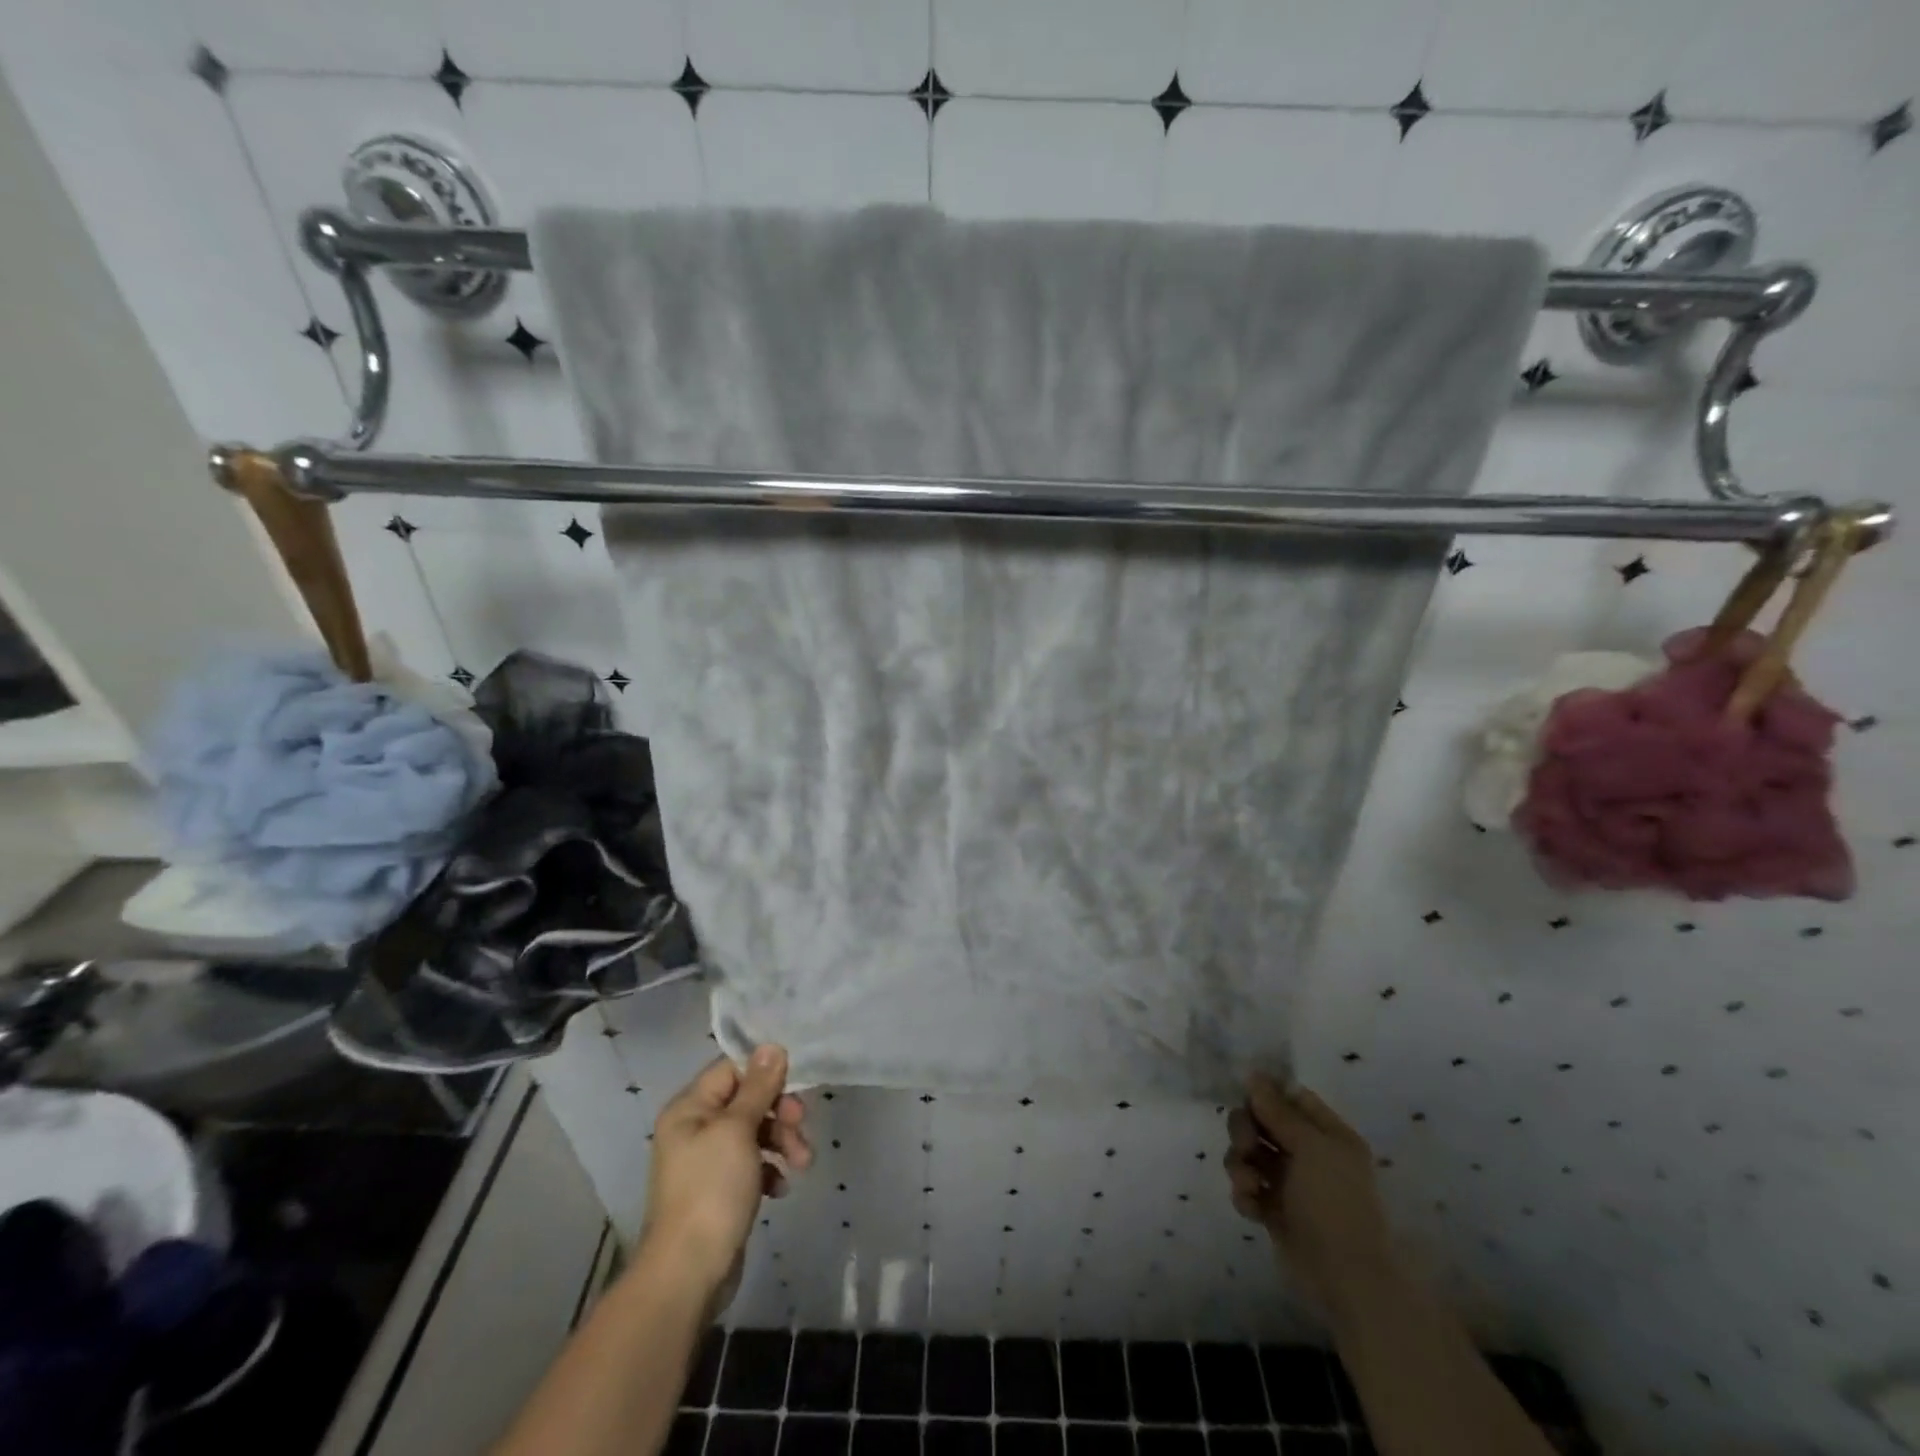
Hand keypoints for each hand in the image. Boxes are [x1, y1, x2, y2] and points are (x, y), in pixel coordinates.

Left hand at [642, 1047, 812, 1292]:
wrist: (688, 1274)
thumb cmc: (711, 1191)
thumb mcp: (738, 1130)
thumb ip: (758, 1087)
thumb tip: (771, 1046)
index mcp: (689, 1108)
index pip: (732, 1069)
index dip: (765, 1073)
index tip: (795, 1086)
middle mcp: (694, 1129)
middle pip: (747, 1100)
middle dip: (779, 1112)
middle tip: (801, 1125)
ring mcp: (706, 1162)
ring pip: (753, 1133)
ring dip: (781, 1142)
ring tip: (802, 1164)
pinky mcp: (719, 1191)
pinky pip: (751, 1164)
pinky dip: (769, 1170)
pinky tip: (780, 1187)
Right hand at [1225, 1076, 1394, 1313]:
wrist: (1345, 1278)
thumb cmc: (1335, 1202)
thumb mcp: (1311, 1148)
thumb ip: (1278, 1110)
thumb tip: (1254, 1075)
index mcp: (1327, 1134)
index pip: (1290, 1097)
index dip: (1265, 1094)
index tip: (1244, 1096)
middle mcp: (1308, 1153)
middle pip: (1261, 1122)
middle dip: (1245, 1130)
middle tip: (1246, 1145)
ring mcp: (1289, 1182)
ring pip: (1248, 1153)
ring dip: (1240, 1164)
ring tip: (1250, 1184)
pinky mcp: (1273, 1209)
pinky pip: (1247, 1186)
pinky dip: (1245, 1193)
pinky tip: (1253, 1207)